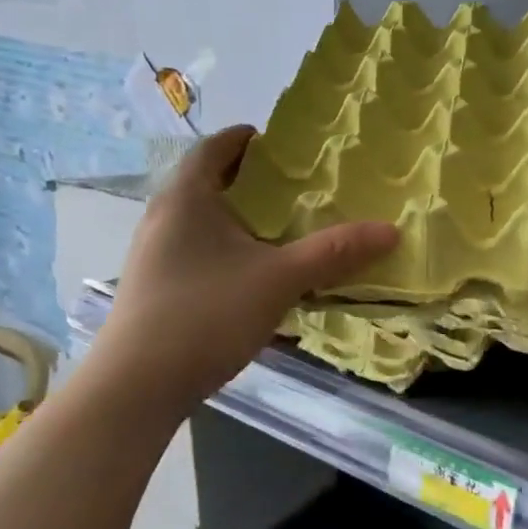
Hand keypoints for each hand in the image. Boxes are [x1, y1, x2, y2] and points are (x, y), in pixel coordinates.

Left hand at [82, 125, 398, 419]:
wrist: (136, 389)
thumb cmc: (206, 314)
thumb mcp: (280, 279)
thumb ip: (334, 252)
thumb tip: (391, 230)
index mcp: (186, 198)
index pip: (215, 147)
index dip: (248, 139)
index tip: (284, 146)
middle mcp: (163, 217)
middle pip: (209, 182)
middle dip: (252, 181)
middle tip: (297, 188)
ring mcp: (154, 255)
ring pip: (203, 220)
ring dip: (240, 218)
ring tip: (283, 230)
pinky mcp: (155, 288)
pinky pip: (197, 250)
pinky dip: (228, 248)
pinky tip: (255, 275)